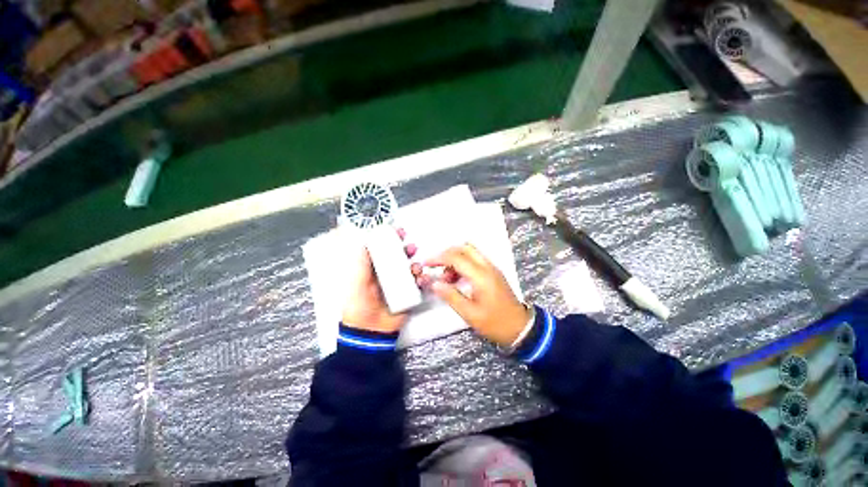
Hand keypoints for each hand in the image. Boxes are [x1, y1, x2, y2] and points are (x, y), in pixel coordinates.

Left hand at [342, 229, 416, 333]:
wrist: (370, 331)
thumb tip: (366, 241)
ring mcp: (400, 285)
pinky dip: (422, 280)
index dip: (391, 240)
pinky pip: (418, 284)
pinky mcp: (410, 295)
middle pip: (400, 258)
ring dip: (415, 264)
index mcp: (375, 270)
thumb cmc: (360, 304)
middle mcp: (389, 275)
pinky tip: (421, 279)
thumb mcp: (357, 281)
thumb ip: (363, 262)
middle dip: (406, 250)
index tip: (398, 231)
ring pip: (411, 269)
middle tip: (411, 247)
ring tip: (415, 267)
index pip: (385, 251)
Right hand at [419, 244, 530, 346]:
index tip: (426, 264)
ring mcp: (492, 268)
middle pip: (464, 248)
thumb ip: (451, 296)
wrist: (520, 327)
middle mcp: (487, 267)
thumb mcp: (470, 314)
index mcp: (481, 276)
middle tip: (436, 267)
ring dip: (455, 258)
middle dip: (447, 254)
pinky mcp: (493, 272)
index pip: (456, 258)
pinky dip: (463, 263)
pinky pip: (475, 259)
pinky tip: (457, 278)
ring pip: (470, 251)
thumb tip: (434, 283)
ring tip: (446, 277)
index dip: (439, 258)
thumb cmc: (495, 323)